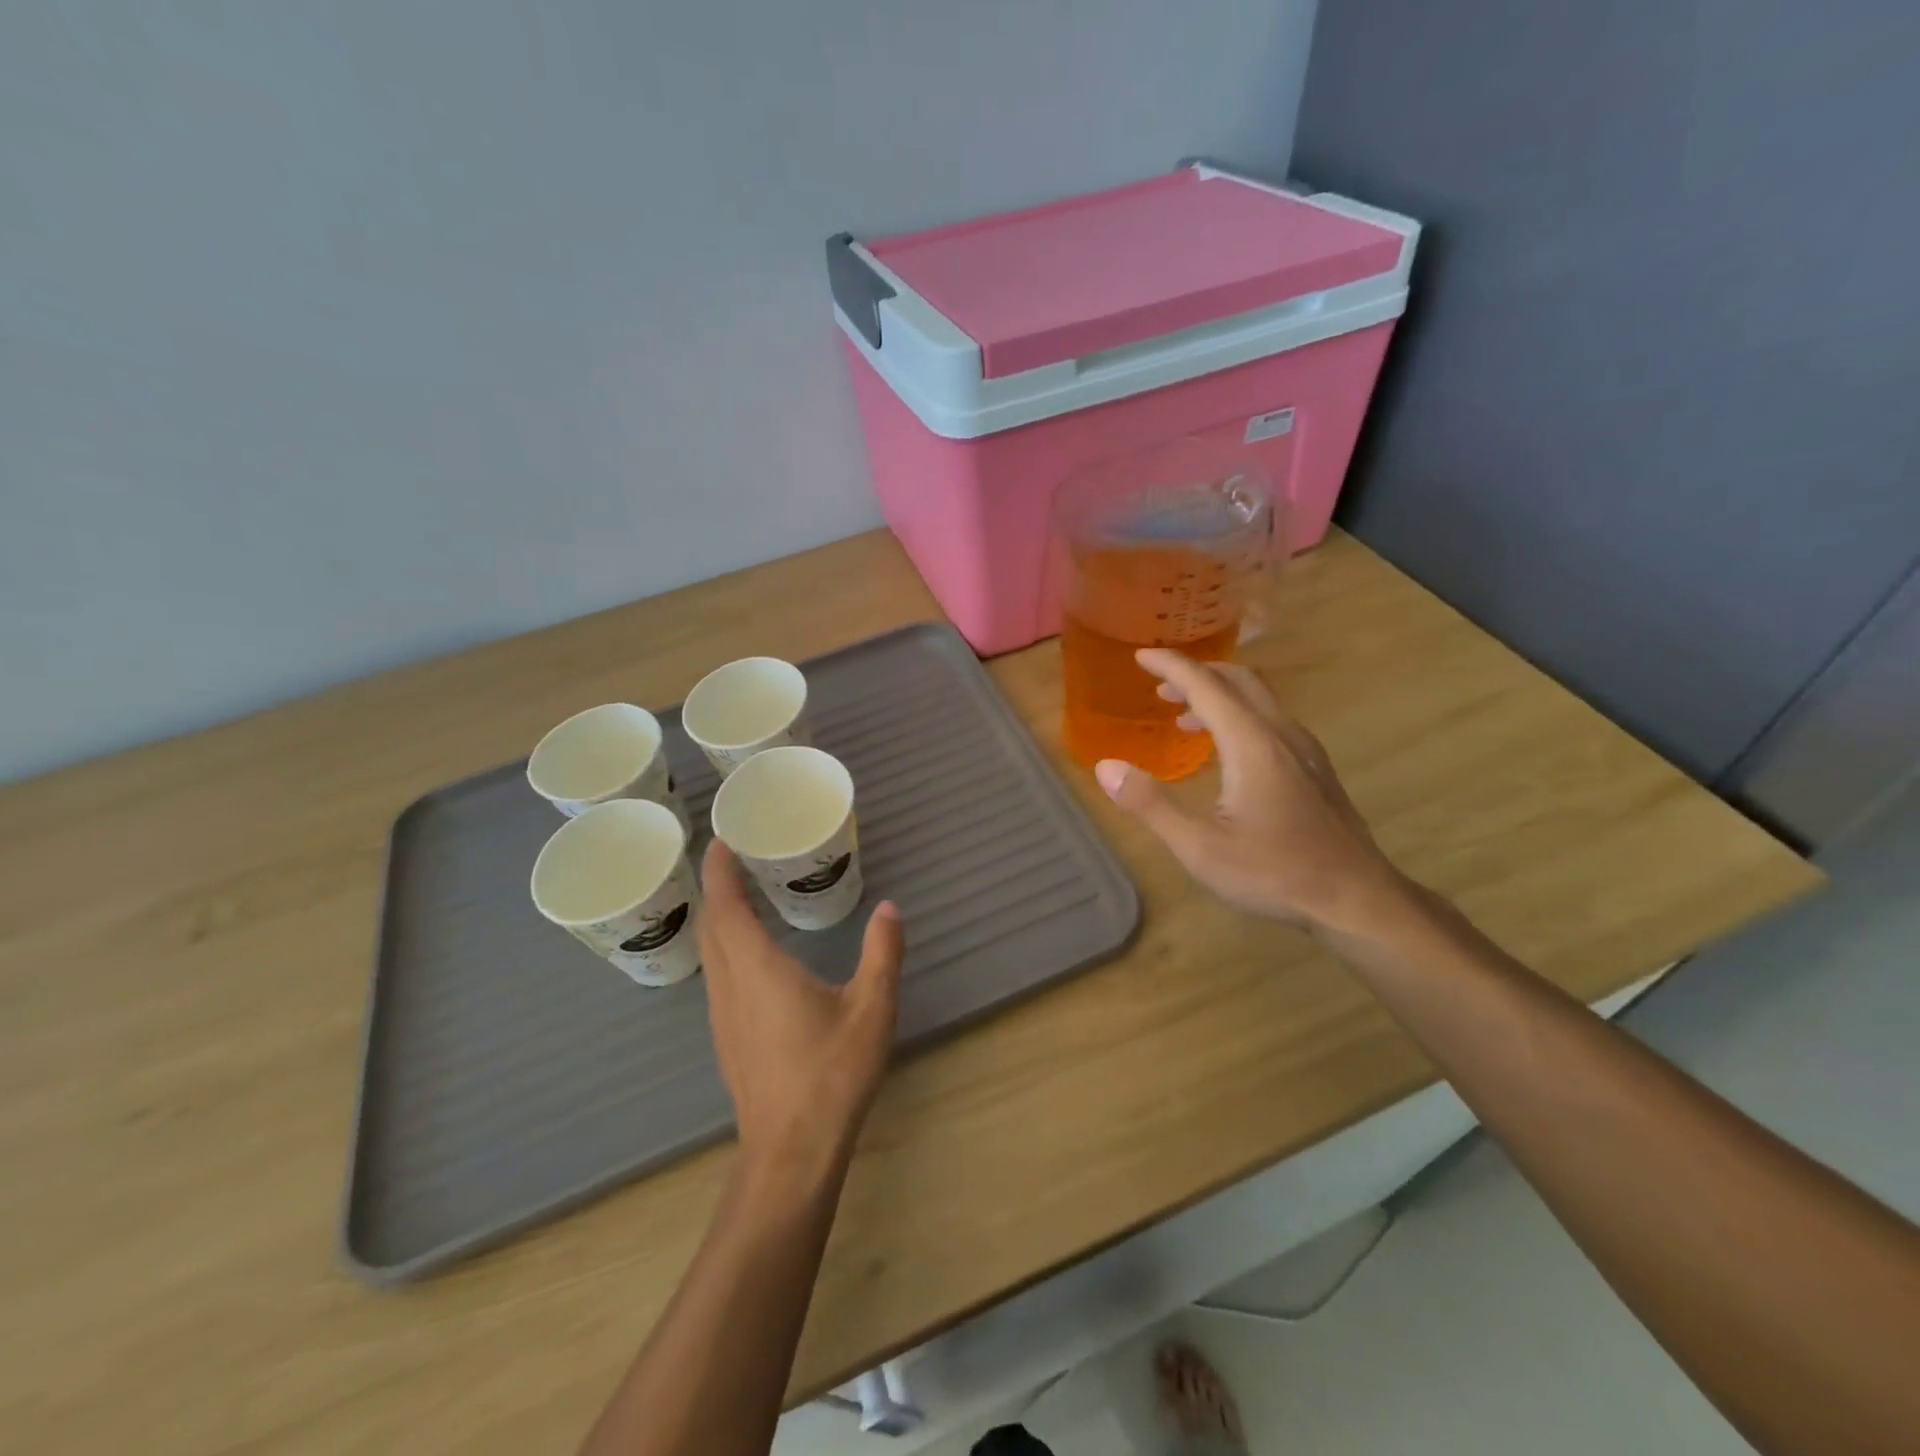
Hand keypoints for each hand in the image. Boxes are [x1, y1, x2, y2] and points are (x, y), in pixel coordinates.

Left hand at [698, 840, 904, 1182]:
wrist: (792, 1150)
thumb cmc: (831, 1072)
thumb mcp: (872, 1007)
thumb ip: (882, 952)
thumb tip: (890, 908)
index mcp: (758, 968)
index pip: (726, 906)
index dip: (720, 870)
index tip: (721, 838)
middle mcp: (730, 985)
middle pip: (711, 924)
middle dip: (717, 886)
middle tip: (734, 855)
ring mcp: (723, 1014)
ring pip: (710, 951)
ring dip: (718, 916)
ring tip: (740, 892)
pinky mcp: (728, 1036)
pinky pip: (717, 972)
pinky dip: (724, 944)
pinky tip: (749, 950)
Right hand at [1093, 649, 1409, 935]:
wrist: (1358, 899)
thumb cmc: (1274, 872)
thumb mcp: (1200, 847)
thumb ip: (1150, 804)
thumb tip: (1106, 767)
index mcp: (1252, 743)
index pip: (1206, 685)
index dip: (1171, 666)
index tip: (1141, 655)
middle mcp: (1281, 734)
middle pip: (1238, 680)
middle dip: (1196, 674)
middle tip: (1161, 686)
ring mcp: (1305, 750)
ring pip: (1259, 700)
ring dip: (1219, 696)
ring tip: (1185, 716)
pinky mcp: (1316, 769)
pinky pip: (1271, 721)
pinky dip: (1239, 716)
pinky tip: (1227, 752)